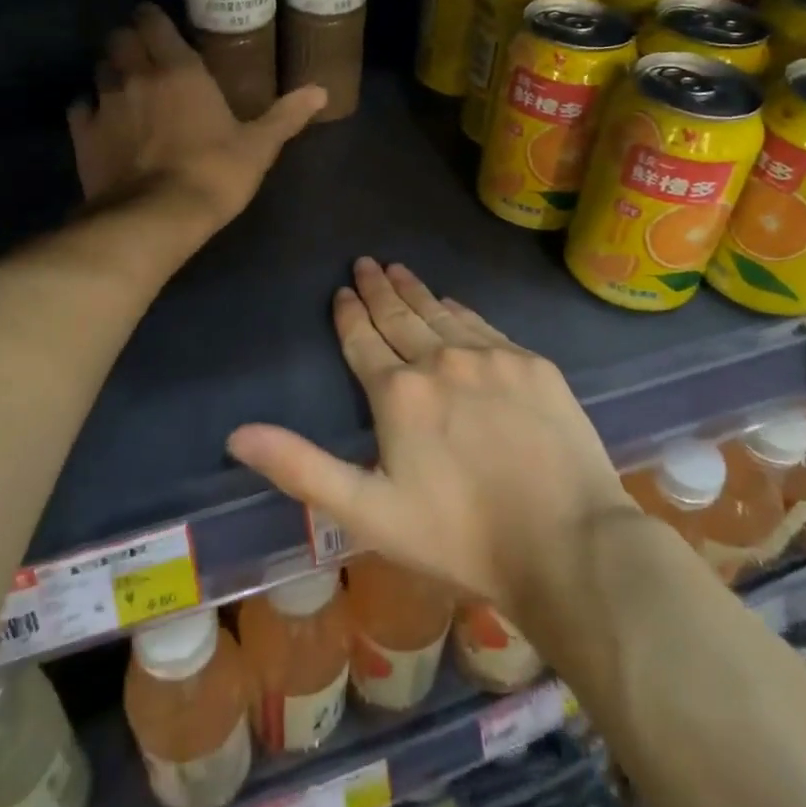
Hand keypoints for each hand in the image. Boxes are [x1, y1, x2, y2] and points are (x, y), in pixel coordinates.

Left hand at [68, 4, 325, 227]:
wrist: (157, 217)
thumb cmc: (215, 174)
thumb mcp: (259, 146)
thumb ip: (287, 115)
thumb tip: (321, 91)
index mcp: (179, 69)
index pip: (152, 21)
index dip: (152, 19)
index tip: (160, 27)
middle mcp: (136, 75)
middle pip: (119, 38)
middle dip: (129, 41)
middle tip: (145, 57)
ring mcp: (104, 103)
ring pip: (99, 69)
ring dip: (110, 72)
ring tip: (125, 88)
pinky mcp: (83, 134)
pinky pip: (81, 108)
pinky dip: (90, 109)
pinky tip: (103, 122)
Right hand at [227, 259, 634, 620]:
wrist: (569, 544)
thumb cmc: (460, 536)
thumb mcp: (368, 512)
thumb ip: (301, 468)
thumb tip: (236, 434)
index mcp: (398, 393)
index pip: (363, 340)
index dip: (348, 314)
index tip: (340, 291)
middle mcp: (441, 360)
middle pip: (401, 316)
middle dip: (378, 288)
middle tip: (365, 262)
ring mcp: (492, 358)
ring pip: (442, 313)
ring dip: (416, 291)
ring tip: (398, 270)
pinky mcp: (533, 365)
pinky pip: (484, 325)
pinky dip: (461, 310)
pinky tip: (453, 302)